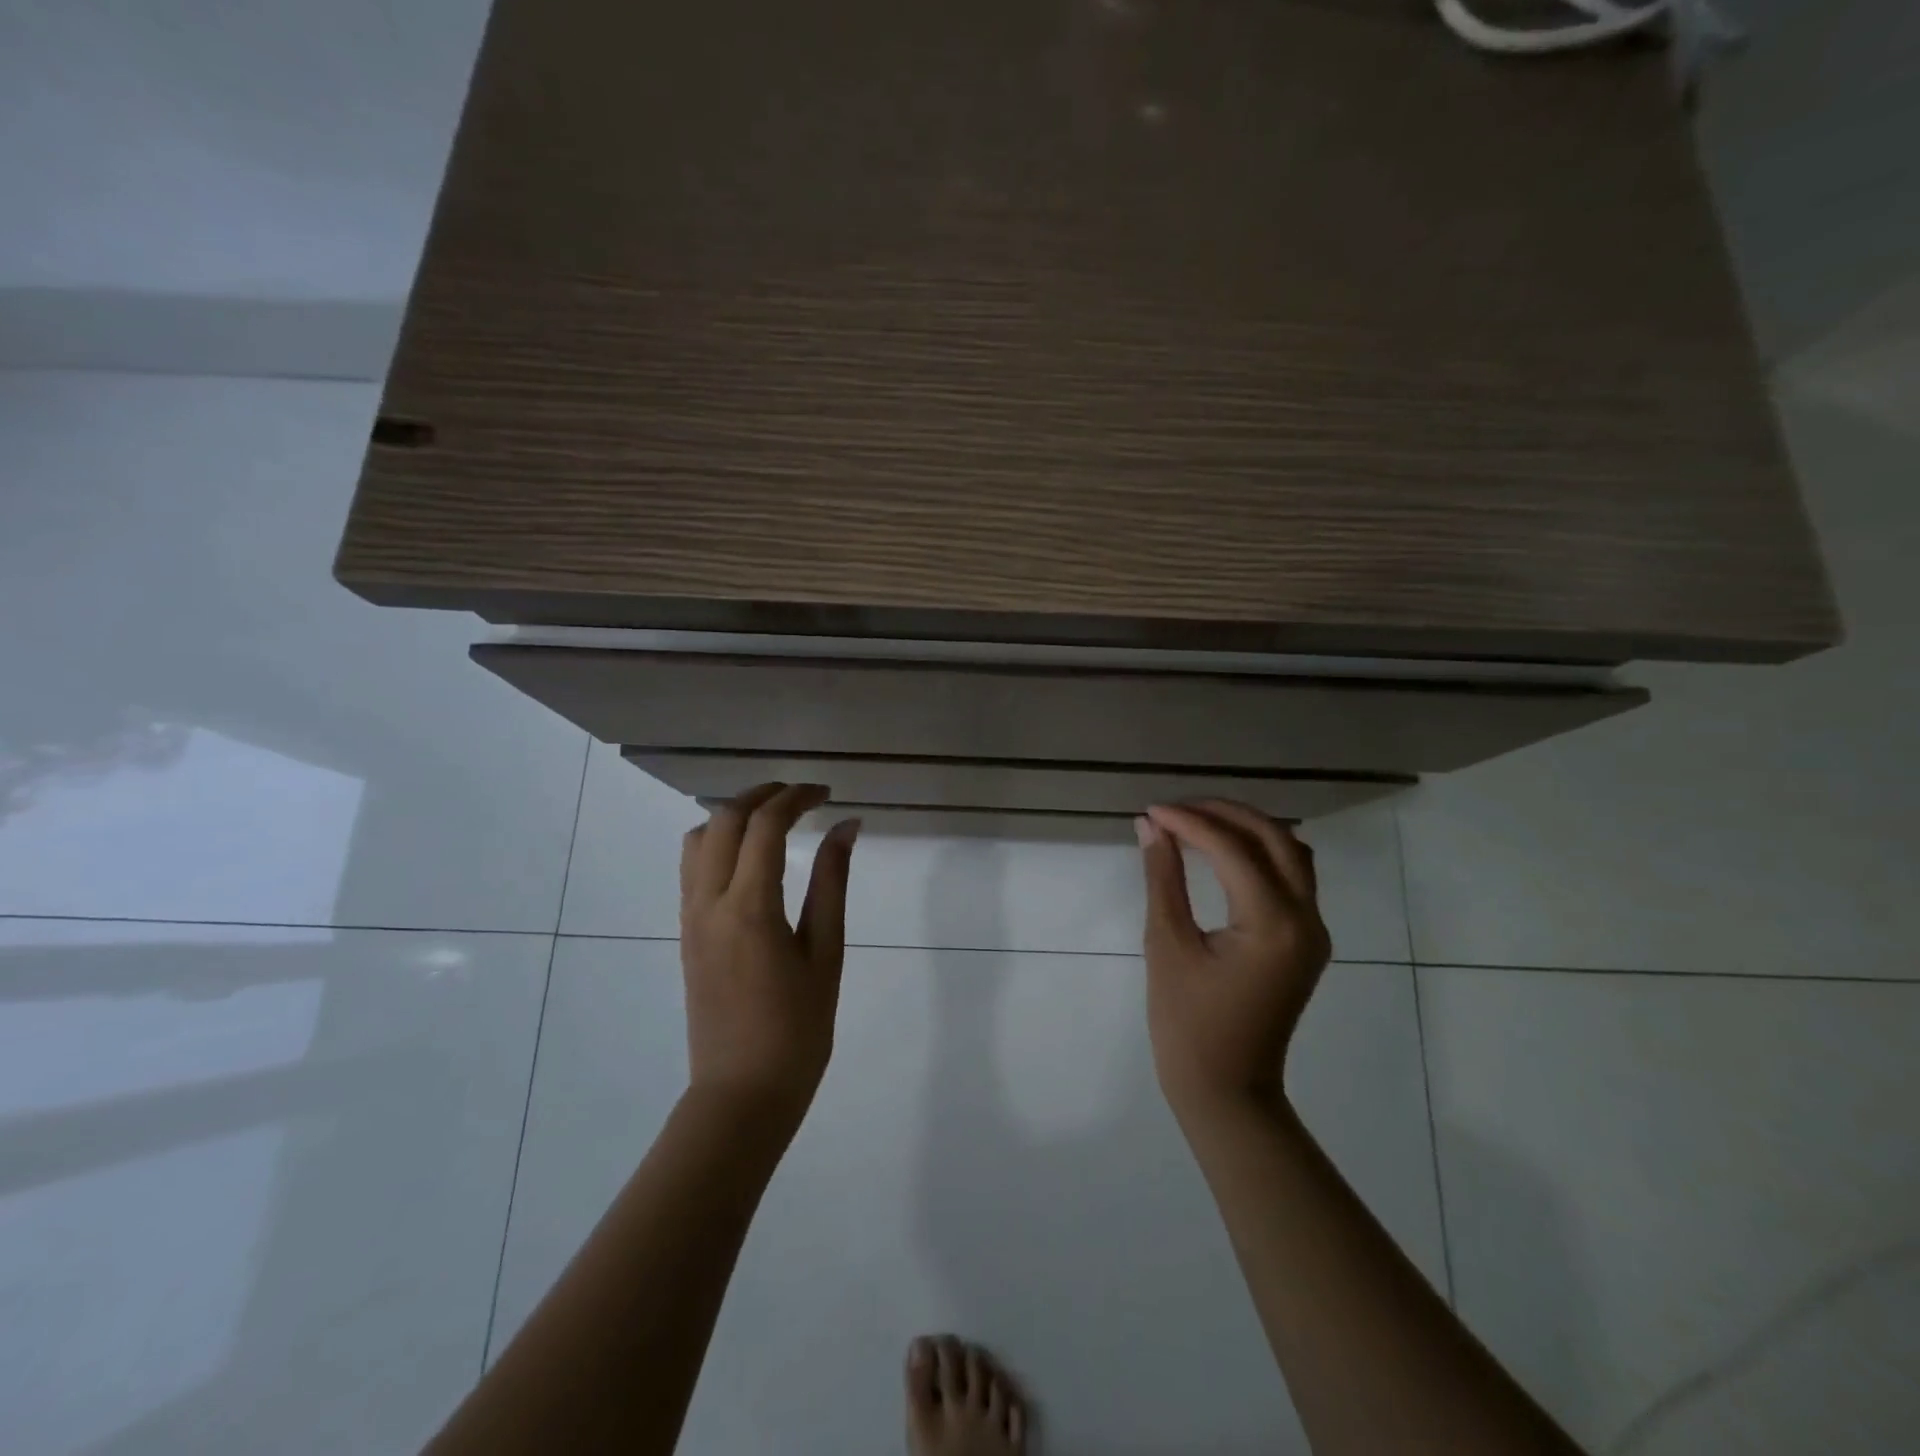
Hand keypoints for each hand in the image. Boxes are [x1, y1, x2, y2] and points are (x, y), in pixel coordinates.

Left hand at [679, 783, 859, 1125]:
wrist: (742, 1093)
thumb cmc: (797, 1029)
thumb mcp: (826, 952)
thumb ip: (832, 882)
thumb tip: (846, 827)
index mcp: (750, 907)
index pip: (765, 825)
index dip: (797, 798)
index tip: (827, 794)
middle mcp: (709, 902)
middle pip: (724, 820)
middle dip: (762, 795)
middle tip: (803, 796)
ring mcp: (690, 918)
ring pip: (699, 839)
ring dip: (734, 815)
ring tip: (774, 819)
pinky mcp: (685, 933)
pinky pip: (692, 868)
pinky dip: (719, 842)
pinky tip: (751, 857)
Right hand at [1135, 800, 1331, 1121]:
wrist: (1226, 1088)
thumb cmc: (1187, 1023)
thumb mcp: (1167, 944)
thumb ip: (1163, 878)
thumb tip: (1150, 826)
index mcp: (1273, 923)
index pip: (1233, 849)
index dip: (1190, 822)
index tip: (1151, 811)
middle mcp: (1306, 919)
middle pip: (1275, 838)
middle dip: (1224, 814)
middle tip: (1176, 809)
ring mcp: (1313, 930)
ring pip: (1291, 853)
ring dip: (1247, 829)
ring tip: (1198, 823)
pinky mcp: (1306, 940)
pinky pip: (1292, 877)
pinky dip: (1260, 853)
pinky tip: (1225, 852)